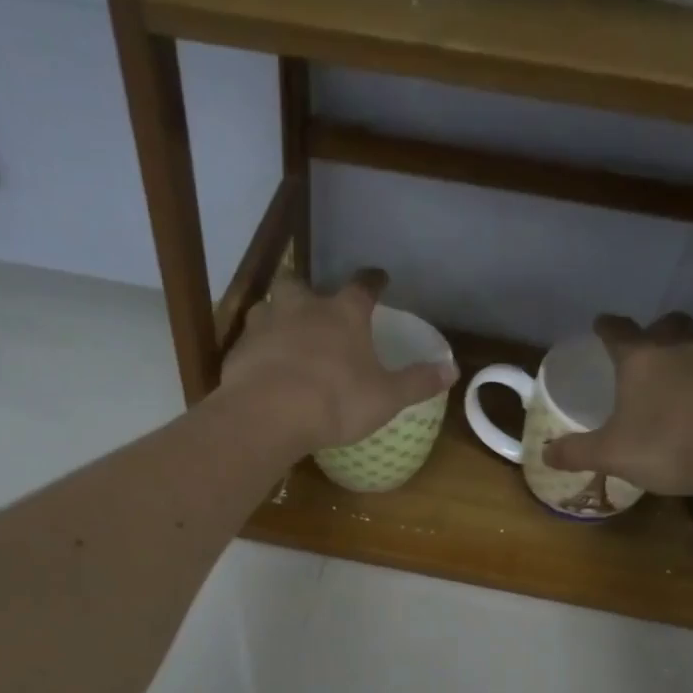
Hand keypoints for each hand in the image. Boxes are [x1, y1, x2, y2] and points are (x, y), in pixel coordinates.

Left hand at [218, 269, 456, 453]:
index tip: (378, 278)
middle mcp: (302, 308)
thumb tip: (453, 369)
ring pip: (268, 307)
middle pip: (301, 284)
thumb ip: (418, 382)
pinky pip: (249, 342)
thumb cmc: (336, 401)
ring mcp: (265, 326)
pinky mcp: (239, 351)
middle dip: (308, 291)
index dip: (372, 281)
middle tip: (313, 304)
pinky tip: (261, 367)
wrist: (269, 414)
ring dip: (276, 316)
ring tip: (283, 334)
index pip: (362, 286)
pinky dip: (256, 349)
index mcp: (343, 314)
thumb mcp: (386, 397)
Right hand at [543, 313, 692, 496]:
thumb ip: (576, 452)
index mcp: (640, 360)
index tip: (601, 324)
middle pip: (670, 323)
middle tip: (652, 346)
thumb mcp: (610, 455)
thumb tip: (545, 453)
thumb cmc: (665, 447)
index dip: (607, 327)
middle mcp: (683, 347)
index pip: (617, 331)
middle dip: (659, 330)